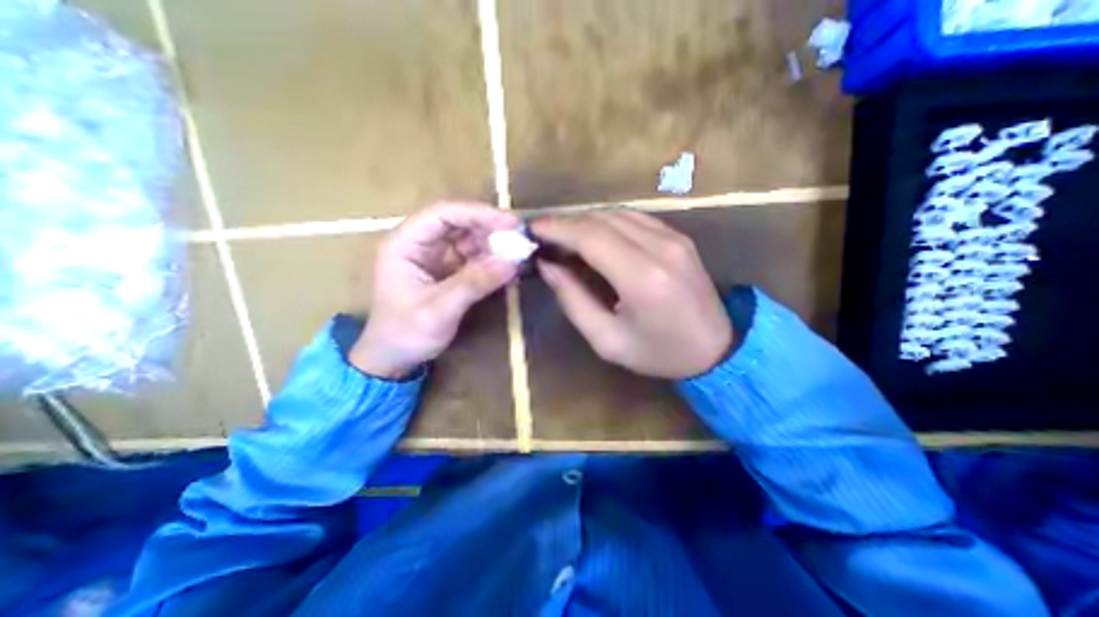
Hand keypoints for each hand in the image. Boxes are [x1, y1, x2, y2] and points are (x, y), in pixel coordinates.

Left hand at [352, 202, 521, 377]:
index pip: (443, 214)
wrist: (395, 359)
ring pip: (469, 239)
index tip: (510, 223)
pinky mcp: (449, 271)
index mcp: (405, 244)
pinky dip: (492, 261)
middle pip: (459, 223)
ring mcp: (436, 257)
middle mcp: (421, 244)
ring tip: (519, 253)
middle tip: (520, 238)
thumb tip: (512, 263)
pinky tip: (508, 266)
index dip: (477, 213)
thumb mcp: (439, 310)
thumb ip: (474, 284)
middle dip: (490, 228)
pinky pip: (474, 258)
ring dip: (494, 245)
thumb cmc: (406, 334)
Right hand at [530, 211, 732, 379]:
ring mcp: (673, 238)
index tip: (533, 230)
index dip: (557, 228)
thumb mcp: (607, 340)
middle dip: (566, 223)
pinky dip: (607, 223)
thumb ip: (573, 300)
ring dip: (585, 222)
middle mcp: (660, 248)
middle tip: (544, 238)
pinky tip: (594, 238)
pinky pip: (634, 218)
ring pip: (617, 214)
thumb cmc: (658, 353)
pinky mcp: (679, 237)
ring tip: (564, 239)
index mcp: (642, 278)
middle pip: (601, 220)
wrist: (717, 349)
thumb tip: (547, 266)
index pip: (590, 237)